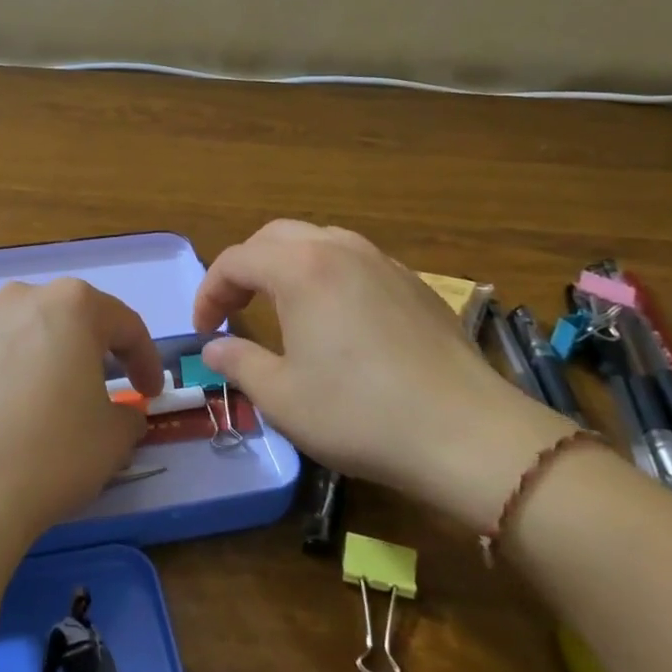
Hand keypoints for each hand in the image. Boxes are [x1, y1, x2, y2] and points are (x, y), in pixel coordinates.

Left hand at [0, 278, 162, 560]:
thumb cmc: (51, 453)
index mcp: (69, 306)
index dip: (145, 358)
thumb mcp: (113, 440)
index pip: (123, 323)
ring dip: (37, 364)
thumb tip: (121, 414)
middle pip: (64, 320)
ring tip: (40, 410)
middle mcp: (16, 302)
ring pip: (18, 338)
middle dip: (87, 351)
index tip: (150, 392)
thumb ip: (127, 416)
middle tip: (98, 391)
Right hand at [192, 220, 569, 530]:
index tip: (203, 331)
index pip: (236, 260)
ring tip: (280, 307)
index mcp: (300, 268)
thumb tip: (213, 349)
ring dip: (286, 266)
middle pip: (274, 237)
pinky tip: (335, 318)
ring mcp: (383, 261)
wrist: (468, 434)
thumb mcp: (282, 396)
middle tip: (234, 310)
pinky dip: (326, 275)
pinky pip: (355, 260)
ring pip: (318, 241)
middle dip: (245, 269)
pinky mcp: (414, 283)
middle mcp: (340, 249)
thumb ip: (238, 363)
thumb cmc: (360, 414)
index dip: (209, 292)